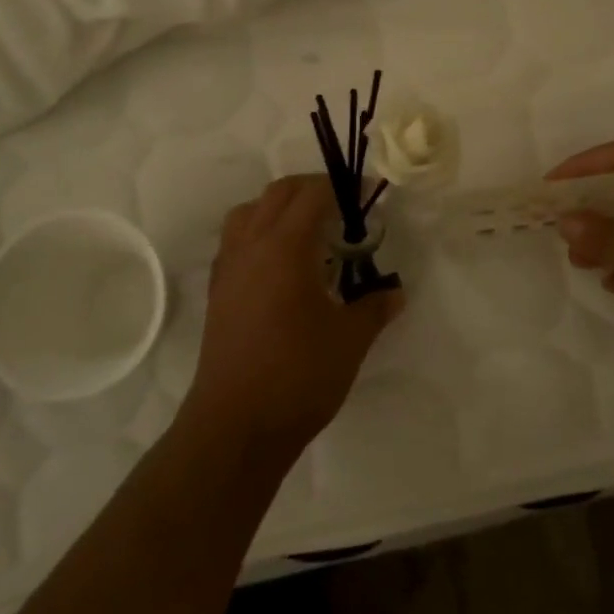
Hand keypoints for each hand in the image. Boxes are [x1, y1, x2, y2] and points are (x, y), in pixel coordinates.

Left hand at [183, 176, 403, 461]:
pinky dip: (260, 233)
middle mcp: (251, 245)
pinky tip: (282, 265)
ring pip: (249, 211)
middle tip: (343, 209)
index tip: (367, 196)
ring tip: (308, 232)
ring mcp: (228, 267)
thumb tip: (395, 293)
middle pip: (278, 193)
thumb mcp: (350, 339)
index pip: (313, 194)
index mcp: (285, 247)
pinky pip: (236, 240)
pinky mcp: (217, 291)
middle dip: (312, 190)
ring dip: (279, 208)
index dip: (342, 187)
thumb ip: (375, 307)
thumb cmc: (299, 375)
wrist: (236, 425)